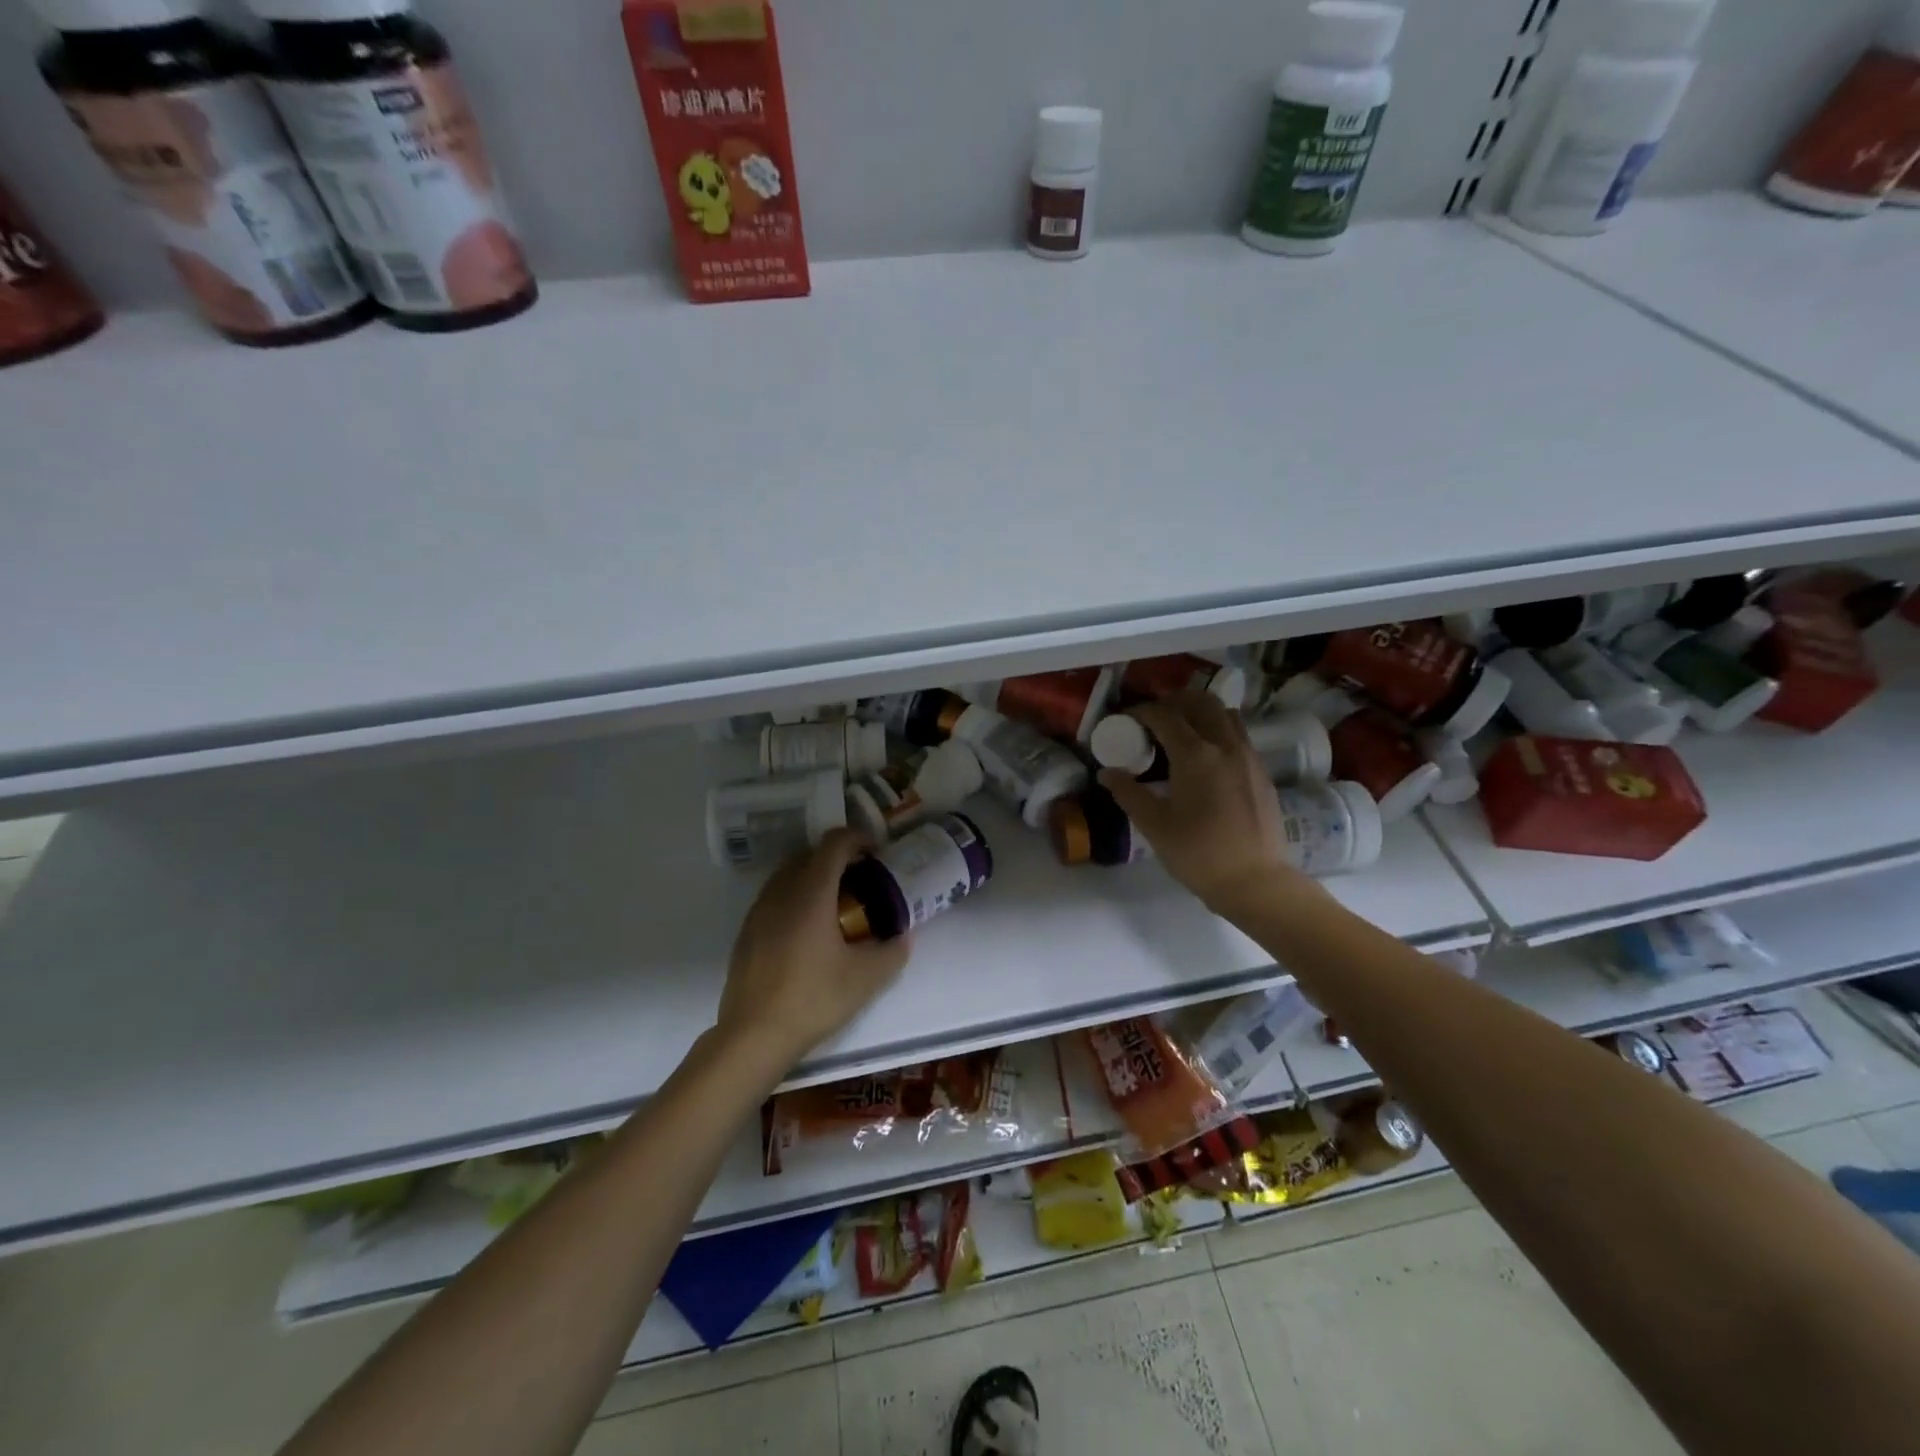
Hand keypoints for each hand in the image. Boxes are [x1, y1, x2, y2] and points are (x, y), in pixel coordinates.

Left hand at [715, 829, 910, 1069]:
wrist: (753, 1035)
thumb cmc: (813, 999)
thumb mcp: (866, 978)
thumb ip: (892, 951)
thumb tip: (905, 936)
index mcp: (811, 893)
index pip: (834, 844)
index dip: (858, 838)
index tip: (877, 852)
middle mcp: (781, 892)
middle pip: (810, 854)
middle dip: (838, 857)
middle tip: (862, 879)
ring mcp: (758, 910)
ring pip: (788, 874)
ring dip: (814, 876)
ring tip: (837, 904)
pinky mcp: (747, 931)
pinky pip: (775, 897)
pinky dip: (796, 897)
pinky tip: (808, 932)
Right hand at [1099, 691, 1307, 914]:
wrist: (1255, 881)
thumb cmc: (1199, 854)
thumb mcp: (1154, 825)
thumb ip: (1128, 793)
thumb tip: (1107, 772)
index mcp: (1195, 755)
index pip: (1164, 715)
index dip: (1142, 711)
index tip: (1126, 719)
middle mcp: (1224, 744)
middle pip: (1200, 701)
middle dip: (1173, 702)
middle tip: (1154, 719)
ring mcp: (1248, 755)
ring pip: (1224, 713)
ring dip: (1200, 712)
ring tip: (1181, 732)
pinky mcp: (1261, 770)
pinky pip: (1238, 734)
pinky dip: (1218, 730)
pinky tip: (1206, 757)